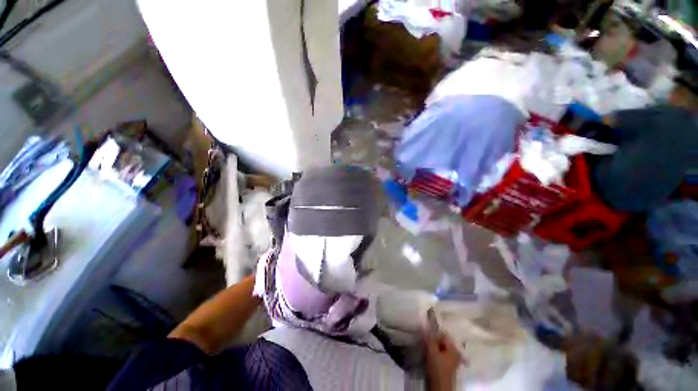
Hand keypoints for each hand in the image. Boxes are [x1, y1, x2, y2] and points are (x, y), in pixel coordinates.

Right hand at [424, 332, 463, 390]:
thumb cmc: (437, 367)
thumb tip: (428, 329)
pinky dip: (436, 354)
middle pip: (443, 342)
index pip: (443, 335)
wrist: (439, 386)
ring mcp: (453, 361)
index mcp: (454, 348)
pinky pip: (442, 355)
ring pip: (442, 349)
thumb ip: (430, 339)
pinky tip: (430, 355)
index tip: (426, 334)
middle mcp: (455, 353)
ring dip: (435, 347)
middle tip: (426, 341)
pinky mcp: (448, 366)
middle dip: (435, 341)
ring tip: (427, 348)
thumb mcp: (431, 351)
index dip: (434, 333)